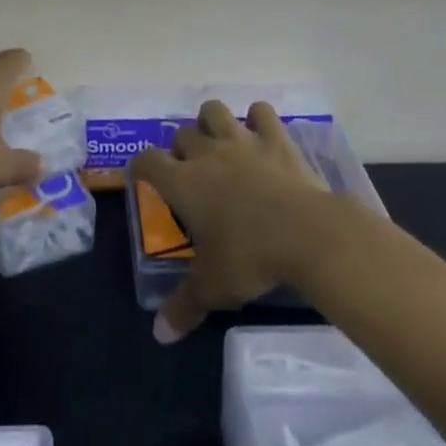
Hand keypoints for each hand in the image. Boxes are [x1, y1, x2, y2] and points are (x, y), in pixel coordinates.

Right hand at [128, 99, 329, 342]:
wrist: (305, 234)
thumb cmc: (250, 258)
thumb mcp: (213, 288)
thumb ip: (184, 306)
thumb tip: (159, 335)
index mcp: (183, 183)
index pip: (147, 161)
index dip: (140, 166)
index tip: (142, 176)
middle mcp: (206, 153)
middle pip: (181, 134)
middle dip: (181, 148)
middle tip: (190, 172)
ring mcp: (241, 140)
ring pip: (214, 111)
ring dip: (211, 122)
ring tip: (219, 142)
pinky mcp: (275, 138)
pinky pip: (261, 111)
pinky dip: (258, 118)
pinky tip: (261, 133)